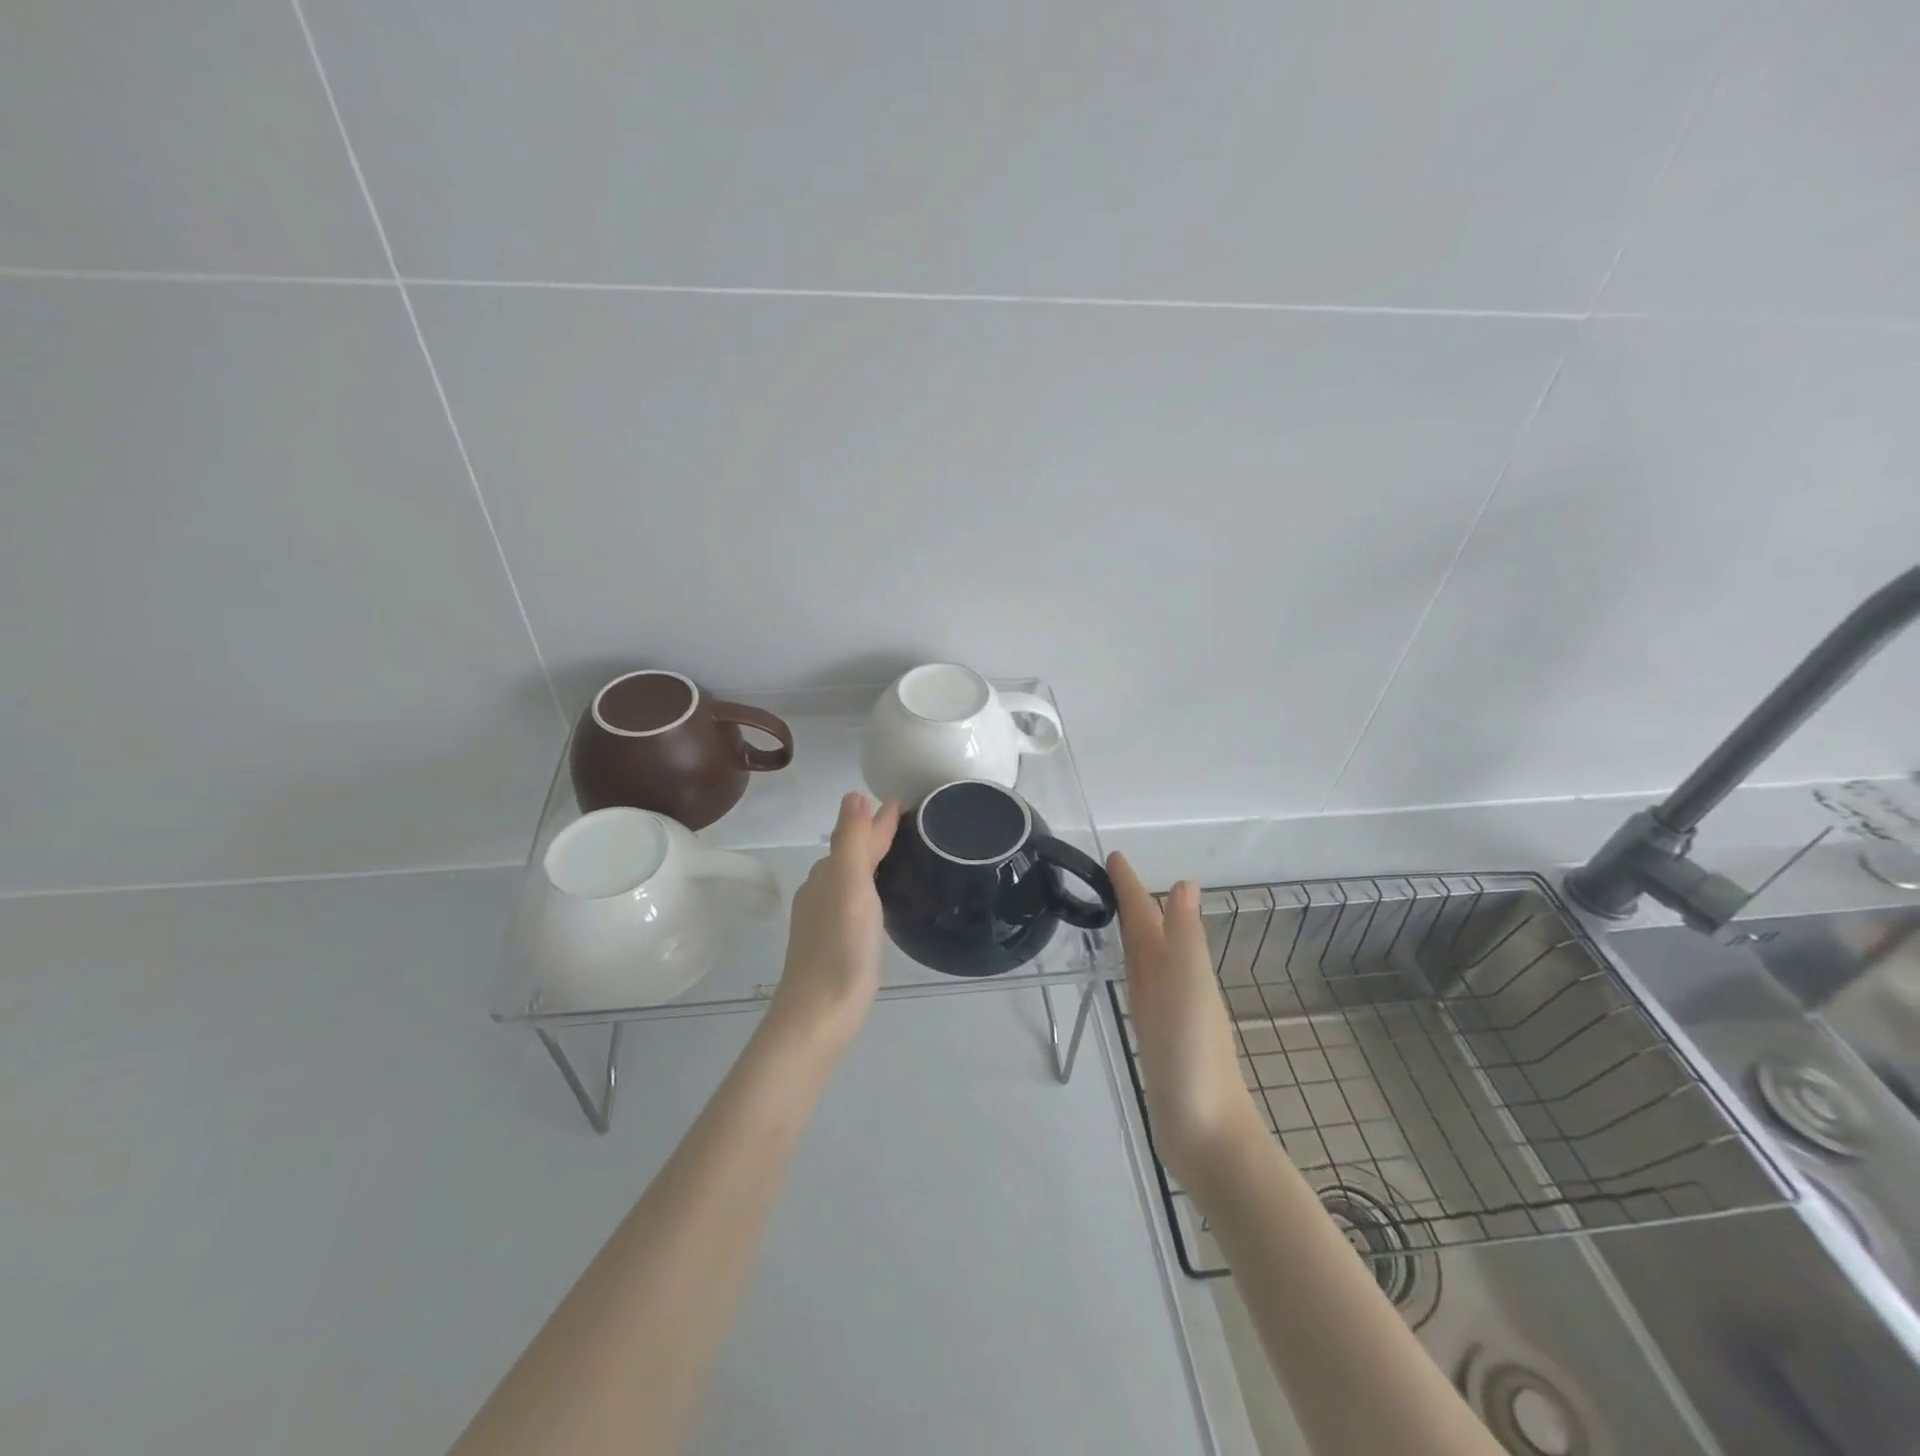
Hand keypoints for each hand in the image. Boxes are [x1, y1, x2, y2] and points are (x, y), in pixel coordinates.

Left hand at [766, 792, 901, 1058]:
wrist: (819, 1015)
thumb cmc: (840, 949)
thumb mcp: (850, 887)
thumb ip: (852, 842)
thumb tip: (854, 794)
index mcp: (827, 876)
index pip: (857, 837)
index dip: (879, 820)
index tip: (904, 804)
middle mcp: (822, 892)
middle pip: (852, 854)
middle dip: (874, 836)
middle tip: (907, 825)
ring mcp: (825, 920)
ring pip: (851, 878)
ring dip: (871, 862)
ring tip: (898, 855)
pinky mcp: (834, 943)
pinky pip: (854, 901)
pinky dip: (869, 889)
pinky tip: (879, 901)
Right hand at [1109, 853, 1265, 1191]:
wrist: (1207, 1135)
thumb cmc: (1195, 1058)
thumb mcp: (1190, 989)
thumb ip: (1186, 939)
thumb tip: (1186, 883)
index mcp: (1180, 967)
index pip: (1150, 916)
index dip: (1133, 887)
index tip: (1113, 857)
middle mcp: (1173, 983)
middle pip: (1148, 933)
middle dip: (1131, 902)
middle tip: (1105, 876)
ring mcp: (1164, 1011)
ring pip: (1144, 958)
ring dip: (1132, 932)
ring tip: (1112, 912)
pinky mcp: (1154, 1037)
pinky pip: (1139, 987)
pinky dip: (1132, 968)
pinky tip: (1128, 970)